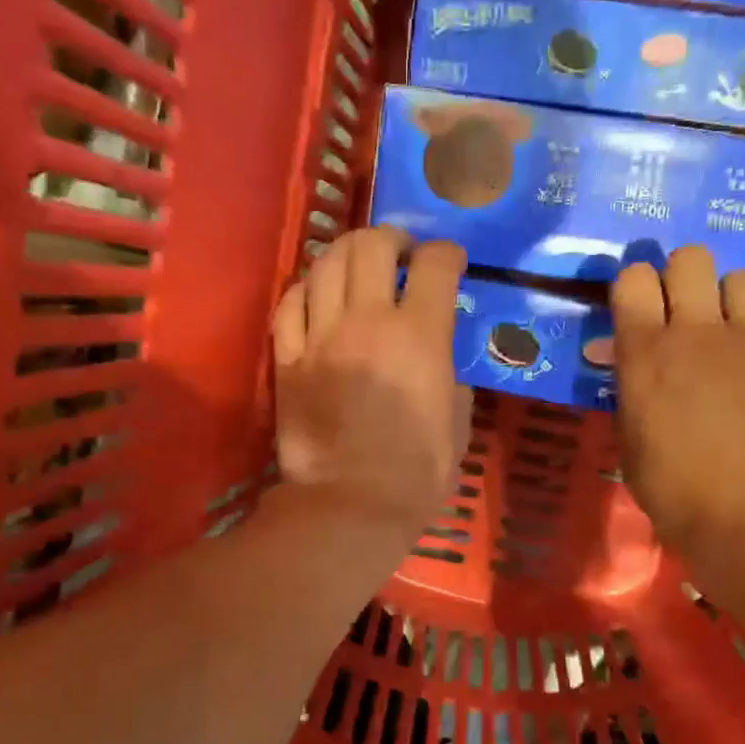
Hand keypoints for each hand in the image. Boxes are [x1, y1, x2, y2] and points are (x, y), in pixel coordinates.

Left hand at [272, 228, 472, 547]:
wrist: (350, 506)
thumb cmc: (416, 473)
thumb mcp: (457, 424)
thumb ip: (451, 380)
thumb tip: (440, 364)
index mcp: (420, 337)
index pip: (435, 265)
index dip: (447, 253)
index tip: (450, 262)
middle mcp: (368, 321)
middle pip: (372, 245)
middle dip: (392, 238)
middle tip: (400, 254)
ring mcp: (321, 337)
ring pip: (326, 263)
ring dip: (347, 253)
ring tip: (358, 267)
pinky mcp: (287, 359)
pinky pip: (290, 302)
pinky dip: (306, 289)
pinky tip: (318, 296)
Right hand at [612, 245, 744, 559]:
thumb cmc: (676, 491)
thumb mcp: (630, 444)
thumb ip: (631, 395)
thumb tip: (632, 370)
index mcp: (647, 351)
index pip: (633, 277)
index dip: (633, 286)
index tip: (636, 310)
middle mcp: (699, 331)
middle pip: (691, 259)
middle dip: (682, 276)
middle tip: (682, 312)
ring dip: (731, 298)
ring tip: (729, 331)